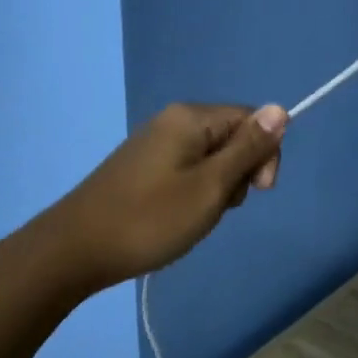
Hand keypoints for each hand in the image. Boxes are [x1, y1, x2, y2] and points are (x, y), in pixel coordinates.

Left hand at [39, 102, 287, 291]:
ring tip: (194, 217)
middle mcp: (173, 120)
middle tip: (215, 207)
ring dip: (216, 188)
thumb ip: (247, 149)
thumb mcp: (210, 187)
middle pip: (232, 137)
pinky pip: (188, 169)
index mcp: (191, 117)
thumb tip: (281, 108)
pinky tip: (177, 216)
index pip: (253, 119)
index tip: (257, 192)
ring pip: (211, 158)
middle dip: (238, 174)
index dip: (264, 155)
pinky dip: (193, 192)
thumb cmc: (150, 219)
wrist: (76, 249)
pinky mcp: (144, 165)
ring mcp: (156, 142)